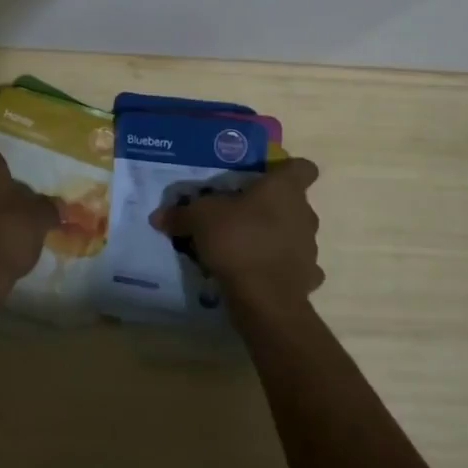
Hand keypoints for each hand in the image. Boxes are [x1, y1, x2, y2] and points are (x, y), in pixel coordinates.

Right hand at [149, 158, 323, 317]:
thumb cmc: (238, 241)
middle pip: (294, 202)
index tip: (267, 177)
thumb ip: (181, 214)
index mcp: (284, 189)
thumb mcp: (199, 219)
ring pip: (295, 234)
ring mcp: (310, 247)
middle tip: (242, 213)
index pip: (302, 167)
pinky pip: (295, 266)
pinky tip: (259, 273)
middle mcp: (304, 213)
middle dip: (272, 207)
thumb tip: (157, 216)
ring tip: (246, 246)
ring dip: (276, 237)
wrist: (264, 299)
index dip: (287, 170)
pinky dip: (280, 267)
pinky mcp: (308, 278)